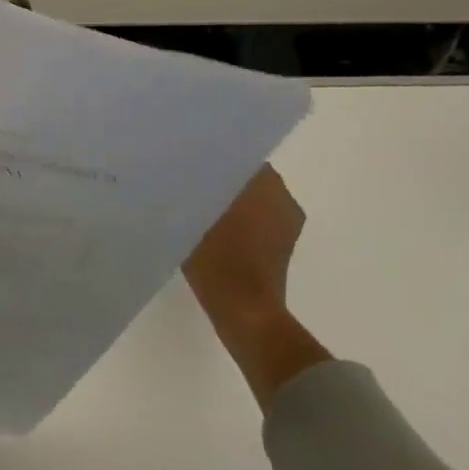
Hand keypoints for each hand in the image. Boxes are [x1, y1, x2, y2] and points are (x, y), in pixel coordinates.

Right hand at [183, 164, 304, 323]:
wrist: (245, 313)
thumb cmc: (219, 258)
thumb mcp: (192, 216)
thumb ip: (189, 189)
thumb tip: (181, 173)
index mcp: (267, 184)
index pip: (239, 156)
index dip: (214, 157)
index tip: (189, 163)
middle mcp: (284, 198)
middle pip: (247, 178)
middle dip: (222, 180)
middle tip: (188, 185)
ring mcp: (287, 226)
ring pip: (253, 200)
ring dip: (230, 202)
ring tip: (196, 209)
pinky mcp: (283, 249)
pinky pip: (258, 222)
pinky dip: (239, 223)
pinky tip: (211, 233)